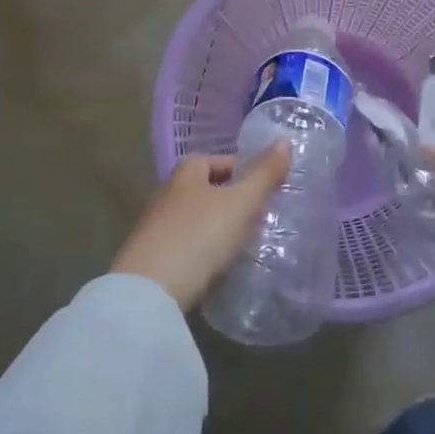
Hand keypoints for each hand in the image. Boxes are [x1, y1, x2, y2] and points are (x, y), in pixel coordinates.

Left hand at [111, 144, 291, 310]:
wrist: (149, 293)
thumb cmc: (198, 237)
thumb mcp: (240, 204)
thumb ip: (263, 174)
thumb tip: (285, 140)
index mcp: (185, 175)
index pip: (215, 160)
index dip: (240, 169)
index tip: (264, 186)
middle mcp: (166, 195)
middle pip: (203, 190)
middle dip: (229, 199)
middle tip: (259, 215)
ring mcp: (155, 228)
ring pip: (194, 220)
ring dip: (216, 227)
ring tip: (244, 243)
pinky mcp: (151, 259)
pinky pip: (185, 247)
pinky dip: (203, 252)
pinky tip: (218, 268)